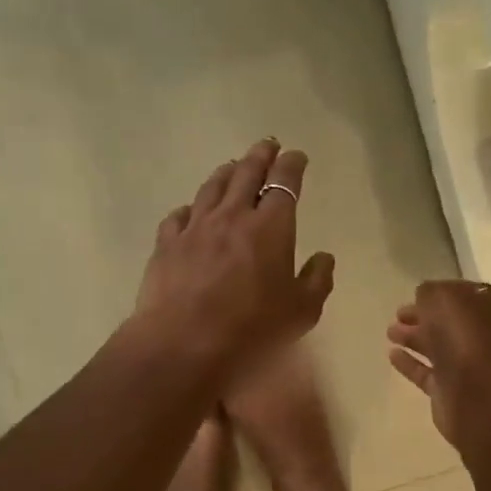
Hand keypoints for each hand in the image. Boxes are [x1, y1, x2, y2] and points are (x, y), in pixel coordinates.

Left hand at [134, 140, 334, 370]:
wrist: (183, 344)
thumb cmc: (252, 329)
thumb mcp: (301, 313)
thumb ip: (317, 281)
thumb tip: (324, 257)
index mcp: (271, 227)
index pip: (284, 182)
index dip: (292, 165)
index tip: (296, 156)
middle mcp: (233, 216)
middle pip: (247, 173)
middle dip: (260, 155)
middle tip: (267, 145)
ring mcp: (196, 227)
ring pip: (212, 187)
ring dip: (226, 172)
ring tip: (232, 166)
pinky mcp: (167, 244)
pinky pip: (179, 215)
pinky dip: (190, 208)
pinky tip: (190, 211)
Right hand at [386, 280, 490, 453]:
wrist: (477, 393)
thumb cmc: (463, 336)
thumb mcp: (442, 298)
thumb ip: (430, 292)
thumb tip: (423, 296)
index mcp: (484, 306)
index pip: (460, 294)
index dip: (438, 292)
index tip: (416, 293)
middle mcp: (477, 333)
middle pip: (446, 321)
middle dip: (422, 315)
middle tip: (398, 313)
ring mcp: (464, 363)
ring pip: (435, 345)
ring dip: (412, 337)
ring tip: (389, 332)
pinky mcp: (448, 389)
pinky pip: (425, 372)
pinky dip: (409, 363)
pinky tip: (391, 355)